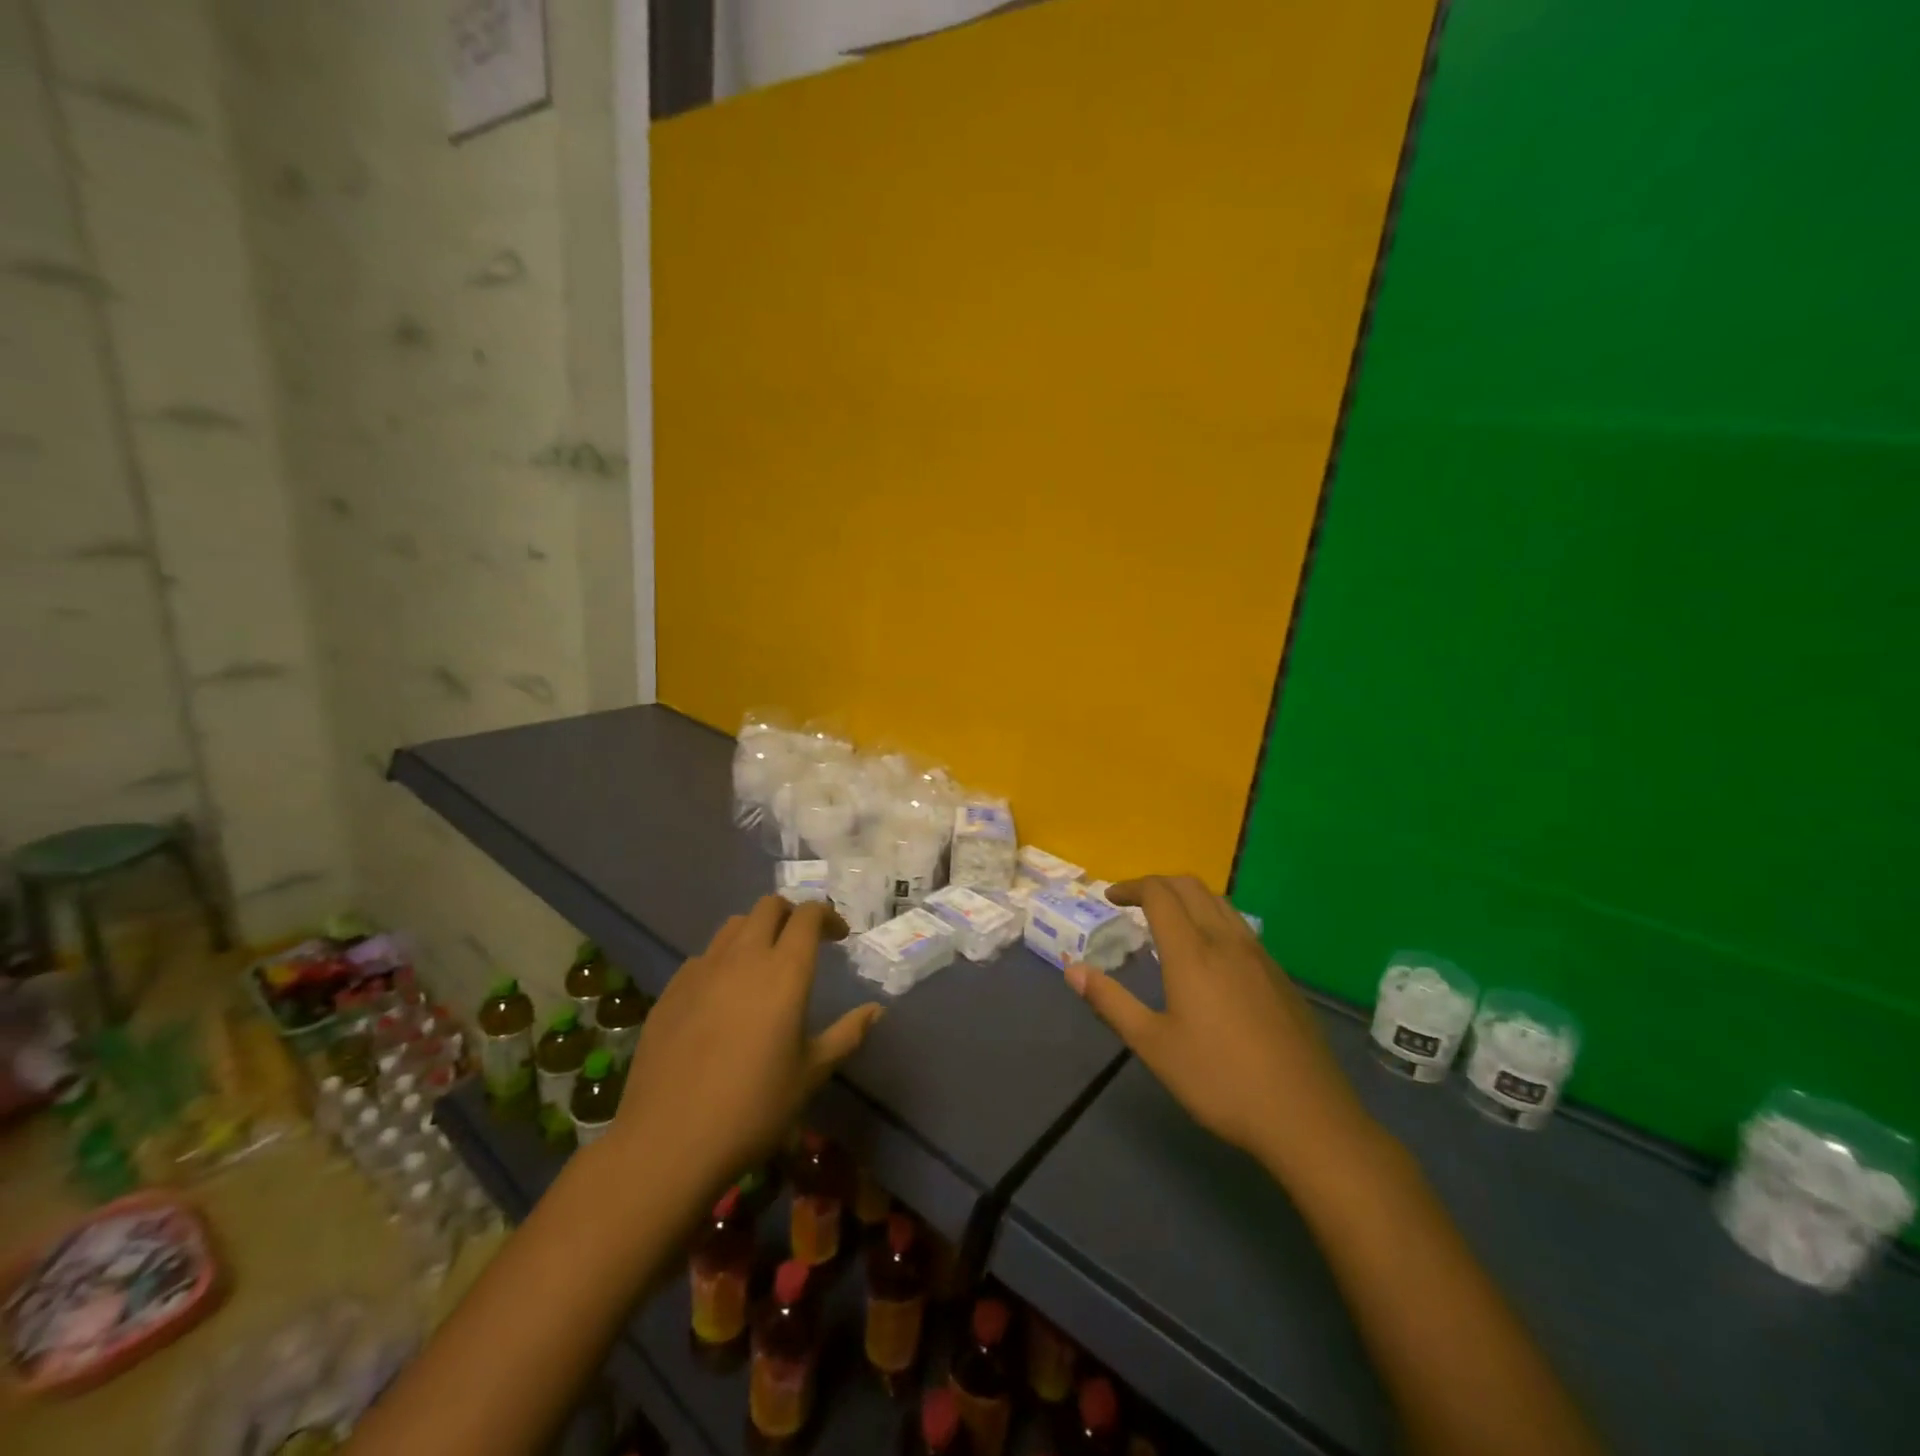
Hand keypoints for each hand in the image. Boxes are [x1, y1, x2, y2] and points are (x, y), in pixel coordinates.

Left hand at [608, 897, 883, 1197]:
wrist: (669, 1141)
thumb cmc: (753, 1107)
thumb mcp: (811, 1073)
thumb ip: (847, 1034)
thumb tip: (876, 1010)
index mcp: (785, 971)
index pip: (808, 915)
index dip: (828, 916)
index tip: (839, 937)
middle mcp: (743, 957)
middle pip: (769, 906)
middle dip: (792, 914)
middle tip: (803, 941)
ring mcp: (702, 970)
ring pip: (733, 925)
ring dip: (756, 931)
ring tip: (764, 963)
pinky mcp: (671, 989)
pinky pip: (704, 956)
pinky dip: (723, 960)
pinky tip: (723, 996)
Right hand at [1066, 875, 1372, 1179]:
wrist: (1307, 1116)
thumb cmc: (1220, 1080)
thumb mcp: (1154, 1046)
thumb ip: (1111, 1002)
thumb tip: (1072, 969)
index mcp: (1192, 953)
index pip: (1159, 894)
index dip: (1131, 887)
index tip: (1110, 897)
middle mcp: (1226, 942)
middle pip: (1191, 887)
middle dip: (1158, 884)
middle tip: (1133, 902)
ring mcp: (1259, 957)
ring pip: (1220, 903)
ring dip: (1188, 897)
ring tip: (1168, 921)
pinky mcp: (1280, 976)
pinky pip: (1240, 927)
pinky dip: (1213, 919)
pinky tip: (1209, 955)